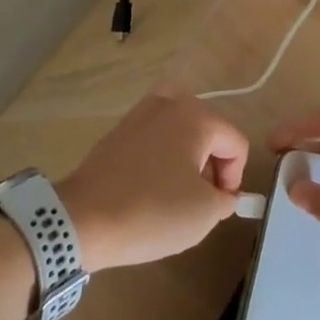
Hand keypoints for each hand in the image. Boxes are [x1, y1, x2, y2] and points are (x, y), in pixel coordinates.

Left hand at [57, 93, 247, 271]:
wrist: (83, 217)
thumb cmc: (152, 210)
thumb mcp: (205, 213)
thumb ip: (226, 198)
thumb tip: (221, 192)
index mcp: (195, 115)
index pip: (236, 143)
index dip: (235, 178)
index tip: (217, 206)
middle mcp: (169, 102)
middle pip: (209, 134)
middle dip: (211, 168)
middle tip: (198, 203)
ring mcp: (140, 112)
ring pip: (181, 136)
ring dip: (186, 163)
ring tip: (172, 198)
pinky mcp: (120, 129)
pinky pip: (155, 140)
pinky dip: (161, 161)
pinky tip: (148, 191)